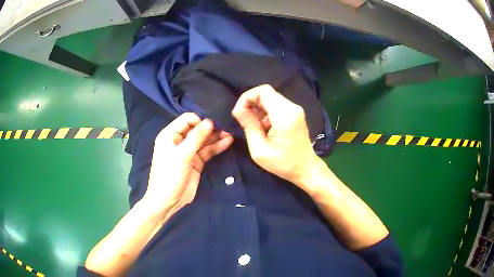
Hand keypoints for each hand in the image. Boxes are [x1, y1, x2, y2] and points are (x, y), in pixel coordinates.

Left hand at [142, 113, 233, 217]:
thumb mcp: (182, 155)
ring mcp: (188, 152)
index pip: (187, 119)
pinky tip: (228, 141)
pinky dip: (217, 146)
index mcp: (170, 135)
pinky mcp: (196, 162)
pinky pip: (207, 151)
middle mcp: (179, 140)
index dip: (200, 120)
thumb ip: (196, 137)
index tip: (213, 124)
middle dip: (211, 128)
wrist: (168, 201)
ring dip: (216, 137)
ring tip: (231, 133)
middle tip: (227, 126)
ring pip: (204, 140)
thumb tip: (210, 121)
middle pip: (197, 129)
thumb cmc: (170, 175)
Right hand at [232, 84, 320, 191]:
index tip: (239, 114)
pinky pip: (276, 104)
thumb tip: (238, 109)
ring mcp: (295, 109)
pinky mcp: (295, 113)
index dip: (247, 98)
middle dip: (251, 103)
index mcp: (285, 115)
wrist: (306, 168)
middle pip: (266, 92)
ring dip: (258, 108)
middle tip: (244, 120)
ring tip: (254, 126)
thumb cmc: (283, 163)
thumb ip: (249, 126)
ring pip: (271, 98)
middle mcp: (292, 107)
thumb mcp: (260, 149)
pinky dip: (266, 111)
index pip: (263, 91)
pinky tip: (264, 126)